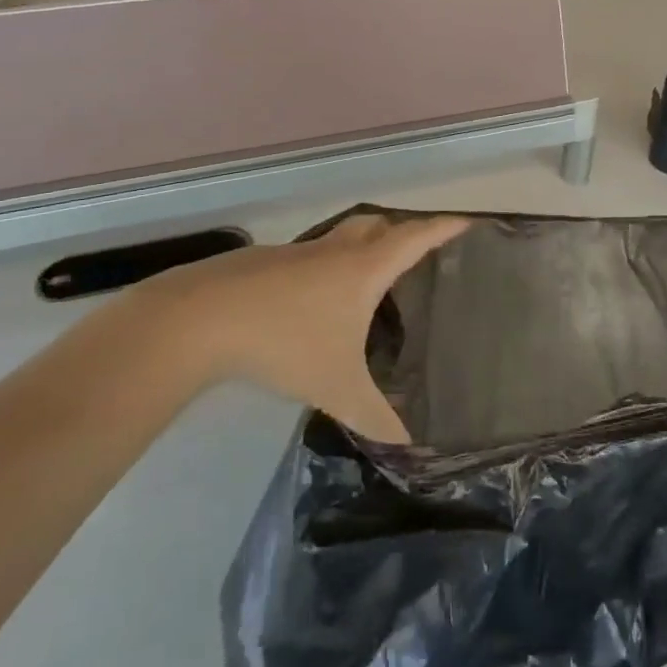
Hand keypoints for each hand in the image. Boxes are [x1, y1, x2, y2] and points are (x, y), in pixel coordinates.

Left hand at [116, 214, 471, 441]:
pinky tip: (316, 302)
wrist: (199, 319)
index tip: (467, 221)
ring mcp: (297, 253)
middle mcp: (334, 251)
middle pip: (378, 224)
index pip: (416, 238)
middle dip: (402, 231)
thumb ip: (375, 417)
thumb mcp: (337, 387)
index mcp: (363, 268)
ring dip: (362, 246)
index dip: (444, 228)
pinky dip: (327, 267)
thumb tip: (410, 445)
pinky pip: (311, 256)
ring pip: (341, 238)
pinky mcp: (265, 264)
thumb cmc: (284, 342)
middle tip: (418, 252)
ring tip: (371, 278)